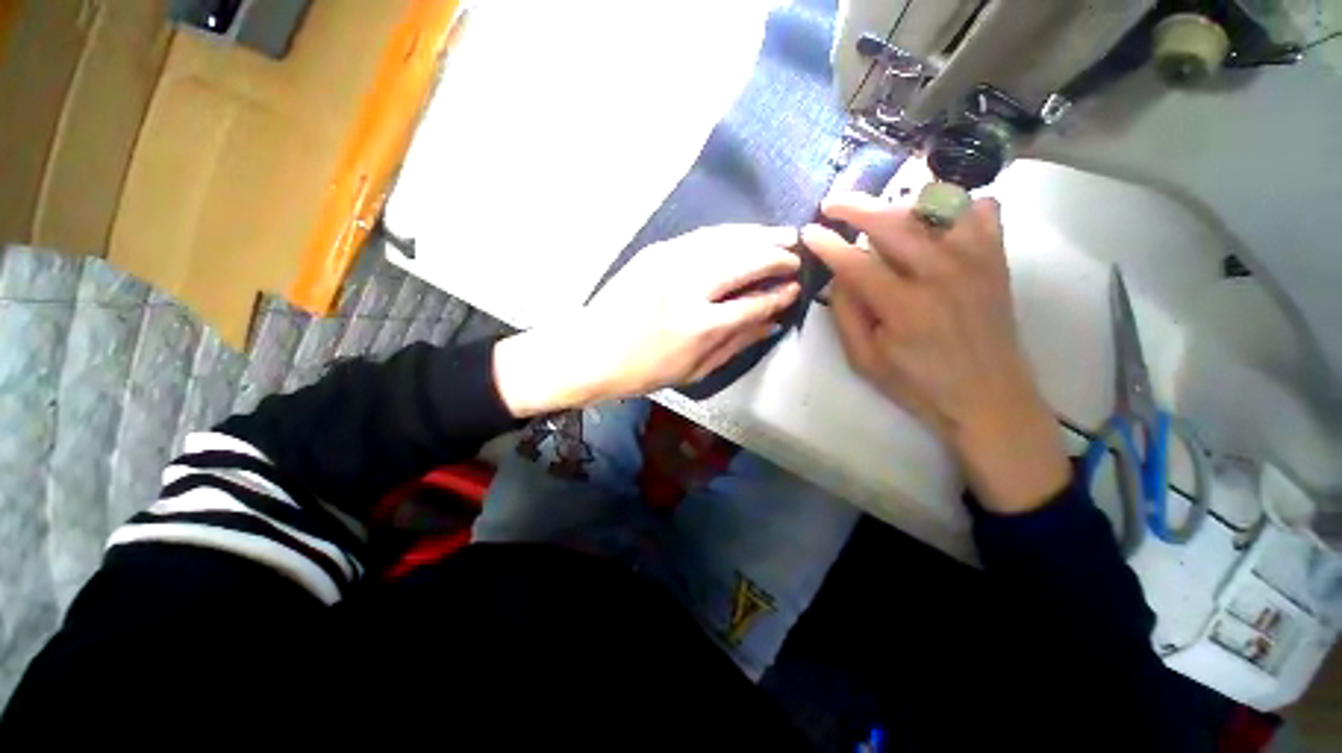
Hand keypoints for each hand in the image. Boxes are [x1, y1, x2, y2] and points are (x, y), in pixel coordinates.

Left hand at [494, 224, 800, 415]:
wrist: (591, 351)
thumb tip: (773, 323)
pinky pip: (702, 236)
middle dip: (776, 255)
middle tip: (797, 253)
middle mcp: (689, 287)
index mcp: (699, 326)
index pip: (753, 303)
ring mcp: (669, 262)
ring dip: (758, 235)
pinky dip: (728, 233)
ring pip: (726, 239)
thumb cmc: (644, 371)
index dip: (778, 295)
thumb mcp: (695, 369)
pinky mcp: (655, 251)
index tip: (795, 288)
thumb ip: (737, 343)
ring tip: (782, 234)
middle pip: (745, 261)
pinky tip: (743, 233)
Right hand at [804, 195, 1067, 512]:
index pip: (855, 262)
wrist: (988, 396)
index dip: (827, 244)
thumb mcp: (865, 360)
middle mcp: (942, 274)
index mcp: (904, 307)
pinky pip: (980, 209)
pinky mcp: (996, 258)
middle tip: (832, 204)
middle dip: (855, 206)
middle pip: (893, 222)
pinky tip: (936, 220)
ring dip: (900, 203)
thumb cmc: (918, 383)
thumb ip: (846, 314)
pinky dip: (955, 206)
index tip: (809, 231)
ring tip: (880, 212)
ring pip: (936, 205)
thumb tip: (838, 274)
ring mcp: (975, 260)